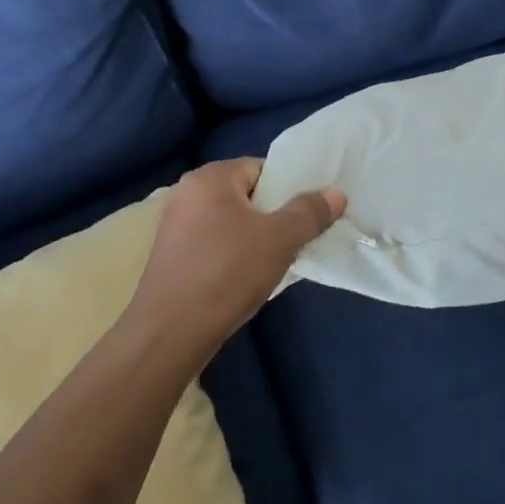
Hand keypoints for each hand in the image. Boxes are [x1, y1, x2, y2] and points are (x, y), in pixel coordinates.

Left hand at [125, 159, 343, 361]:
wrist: (168, 335)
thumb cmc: (227, 273)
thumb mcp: (280, 239)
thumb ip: (310, 212)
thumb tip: (336, 194)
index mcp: (210, 177)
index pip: (263, 168)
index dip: (290, 189)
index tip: (309, 214)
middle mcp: (187, 192)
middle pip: (247, 195)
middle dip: (275, 216)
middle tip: (298, 239)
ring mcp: (174, 226)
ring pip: (231, 222)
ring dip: (256, 238)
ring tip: (277, 262)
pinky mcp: (171, 256)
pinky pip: (214, 243)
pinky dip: (234, 255)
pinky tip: (247, 279)